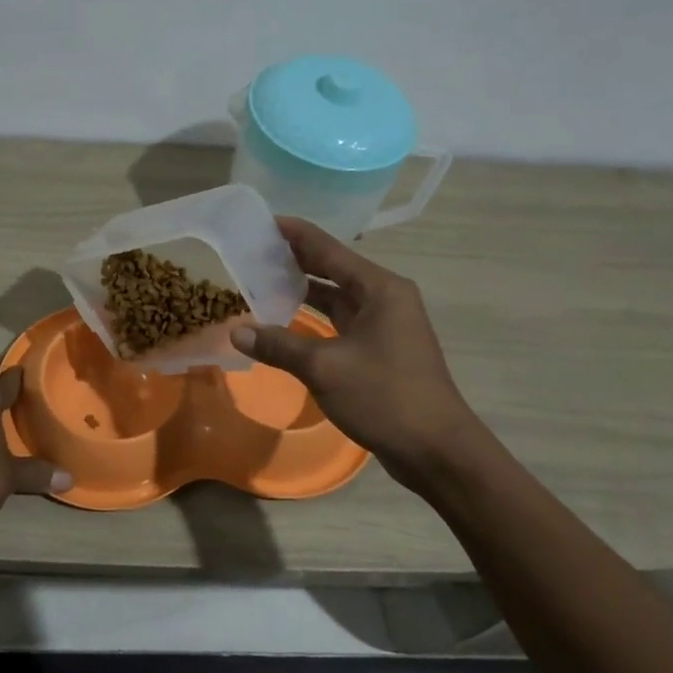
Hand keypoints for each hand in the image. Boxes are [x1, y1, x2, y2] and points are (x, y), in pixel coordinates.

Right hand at [230, 217, 480, 489]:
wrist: (436, 450)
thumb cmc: (385, 396)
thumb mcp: (324, 367)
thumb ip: (278, 344)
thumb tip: (236, 331)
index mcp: (380, 289)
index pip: (329, 249)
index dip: (295, 234)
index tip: (262, 221)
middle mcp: (385, 299)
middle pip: (334, 268)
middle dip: (296, 259)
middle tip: (254, 250)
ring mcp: (385, 325)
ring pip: (337, 297)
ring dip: (304, 289)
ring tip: (262, 279)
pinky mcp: (381, 350)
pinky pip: (340, 322)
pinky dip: (314, 317)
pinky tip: (286, 320)